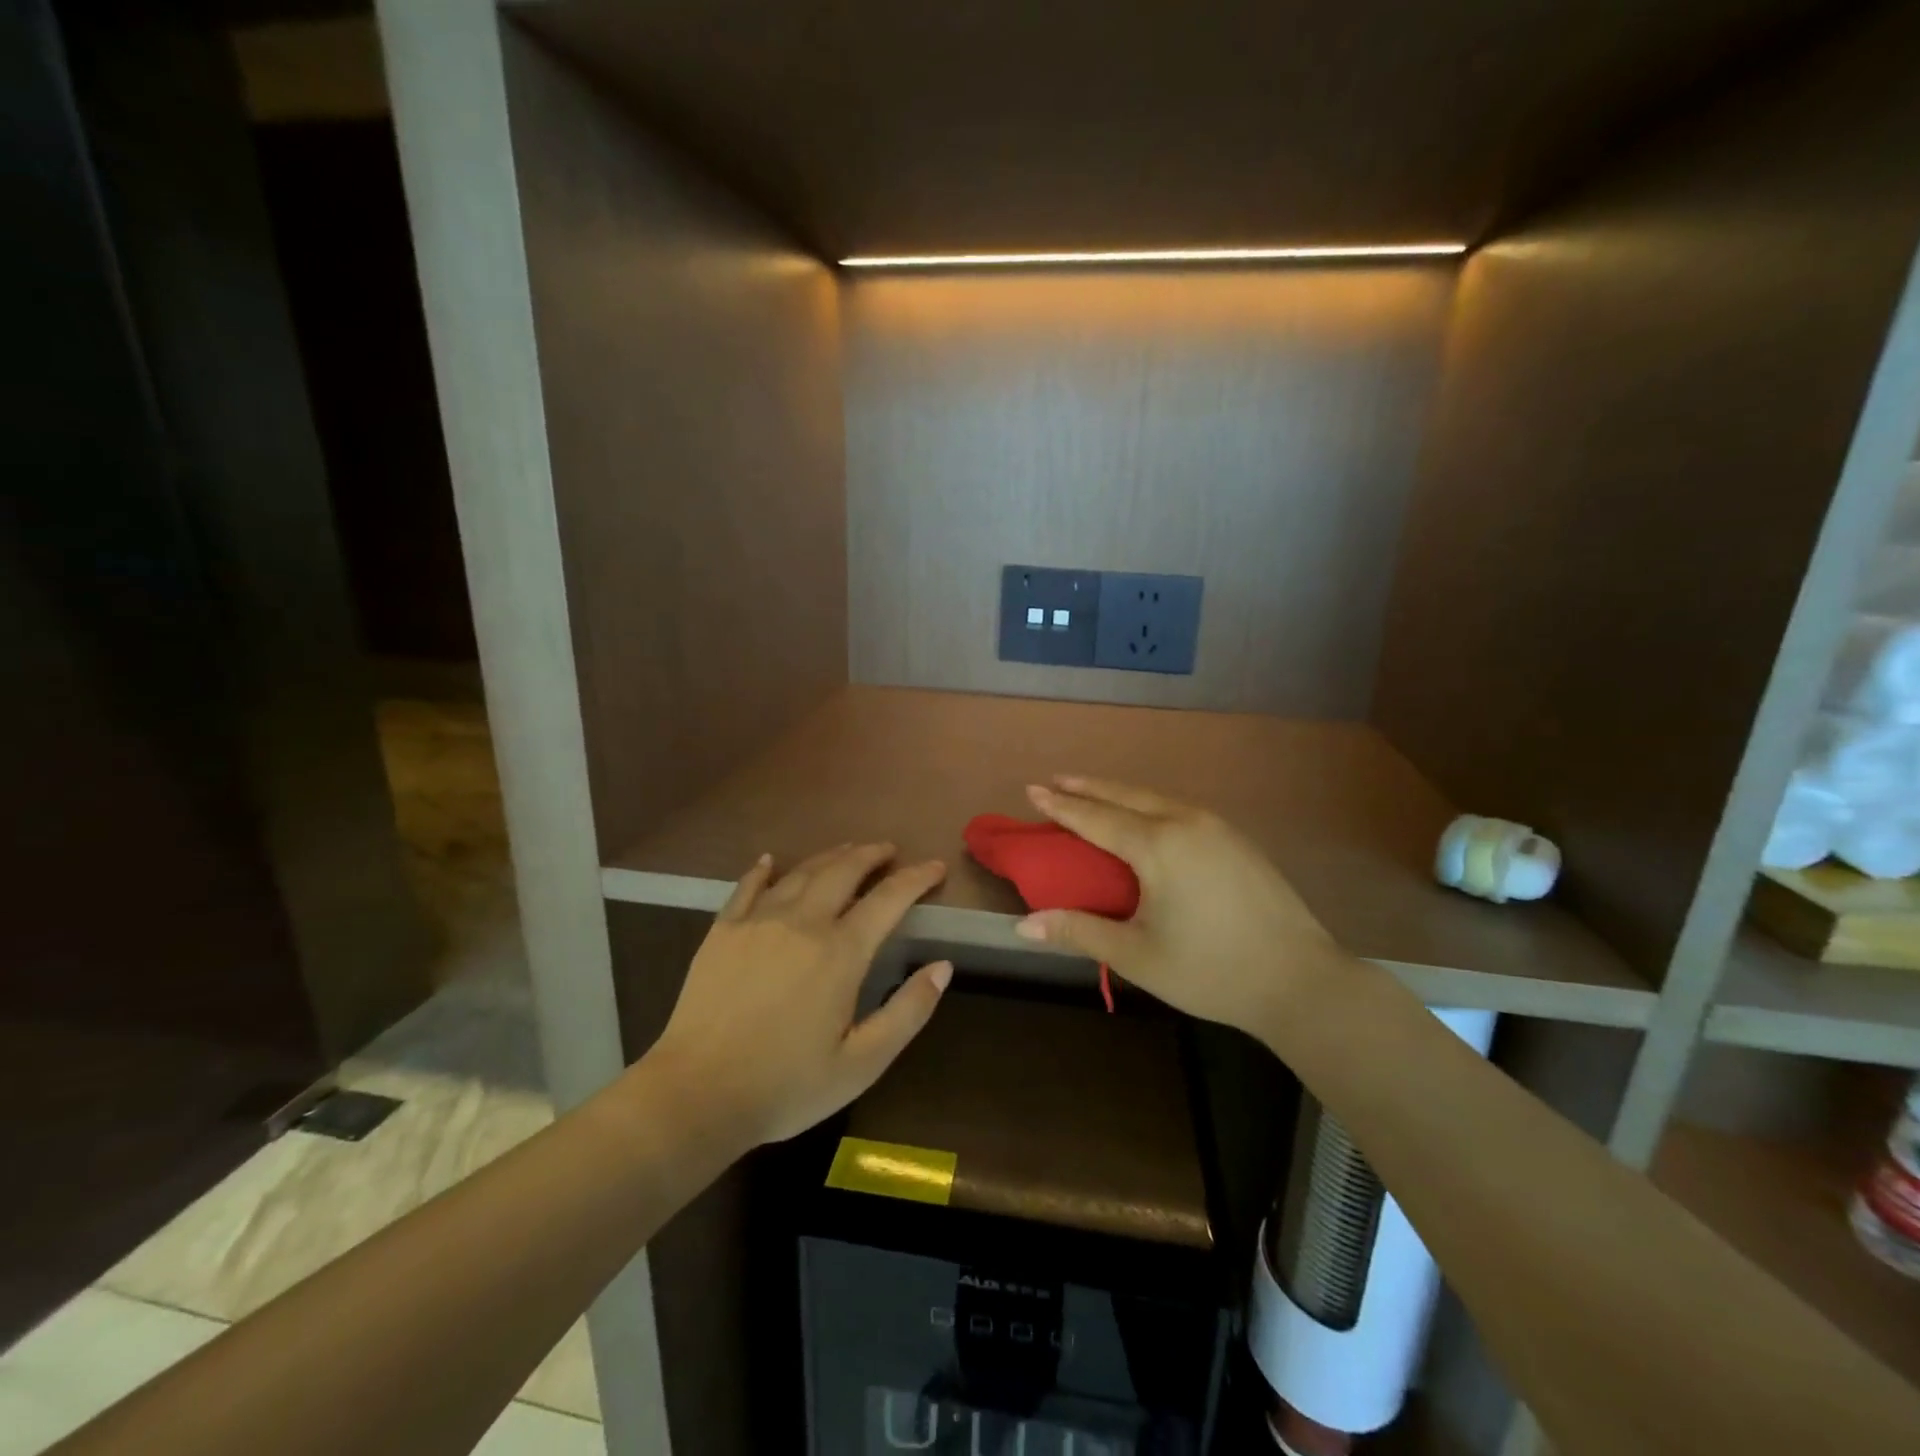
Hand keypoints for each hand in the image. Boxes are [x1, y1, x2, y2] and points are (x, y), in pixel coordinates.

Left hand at [650, 844, 951, 1144]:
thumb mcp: (862, 1063)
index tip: (936, 867)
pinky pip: (747, 886)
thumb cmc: (787, 1084)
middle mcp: (802, 922)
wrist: (697, 1095)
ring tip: (847, 851)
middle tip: (888, 850)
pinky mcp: (722, 931)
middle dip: (871, 854)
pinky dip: (763, 869)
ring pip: (801, 872)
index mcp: (841, 952)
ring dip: (829, 857)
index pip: (889, 899)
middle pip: (843, 871)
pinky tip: (770, 861)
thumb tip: (943, 966)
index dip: (916, 878)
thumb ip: (908, 1012)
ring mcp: (758, 921)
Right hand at [1014, 777, 1347, 1039]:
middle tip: (1055, 780)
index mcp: (1158, 846)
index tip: (1031, 790)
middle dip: (1087, 786)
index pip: (1096, 818)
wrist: (1301, 980)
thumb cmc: (1211, 970)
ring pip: (1156, 798)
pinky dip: (1148, 804)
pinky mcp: (1237, 839)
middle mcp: (1186, 823)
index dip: (1061, 806)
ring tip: (1092, 792)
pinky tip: (1145, 815)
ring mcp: (1217, 827)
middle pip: (1126, 795)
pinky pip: (1179, 808)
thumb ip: (1080, 932)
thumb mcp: (1137, 955)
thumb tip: (1023, 926)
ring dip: (1119, 792)